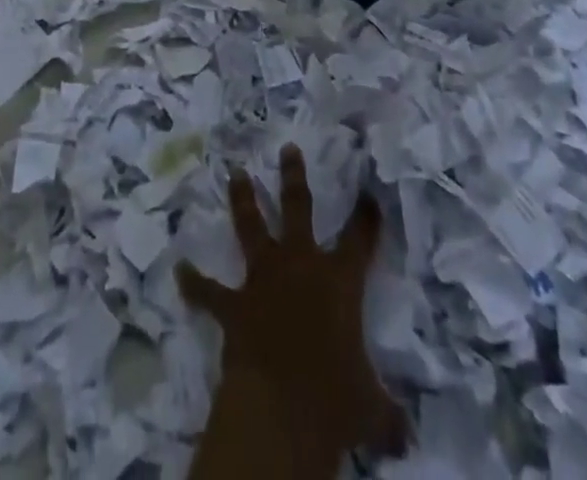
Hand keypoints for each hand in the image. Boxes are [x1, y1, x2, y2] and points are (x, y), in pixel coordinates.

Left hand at [177, 146, 407, 462]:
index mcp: (340, 281)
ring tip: (235, 173)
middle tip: (288, 147)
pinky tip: (180, 271)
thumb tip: (406, 438)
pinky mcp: (234, 304)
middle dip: (293, 176)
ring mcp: (263, 278)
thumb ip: (387, 414)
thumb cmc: (335, 402)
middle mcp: (300, 265)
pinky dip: (195, 284)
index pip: (360, 239)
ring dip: (243, 200)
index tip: (369, 192)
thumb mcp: (372, 410)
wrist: (281, 408)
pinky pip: (209, 292)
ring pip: (251, 227)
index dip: (366, 216)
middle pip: (298, 207)